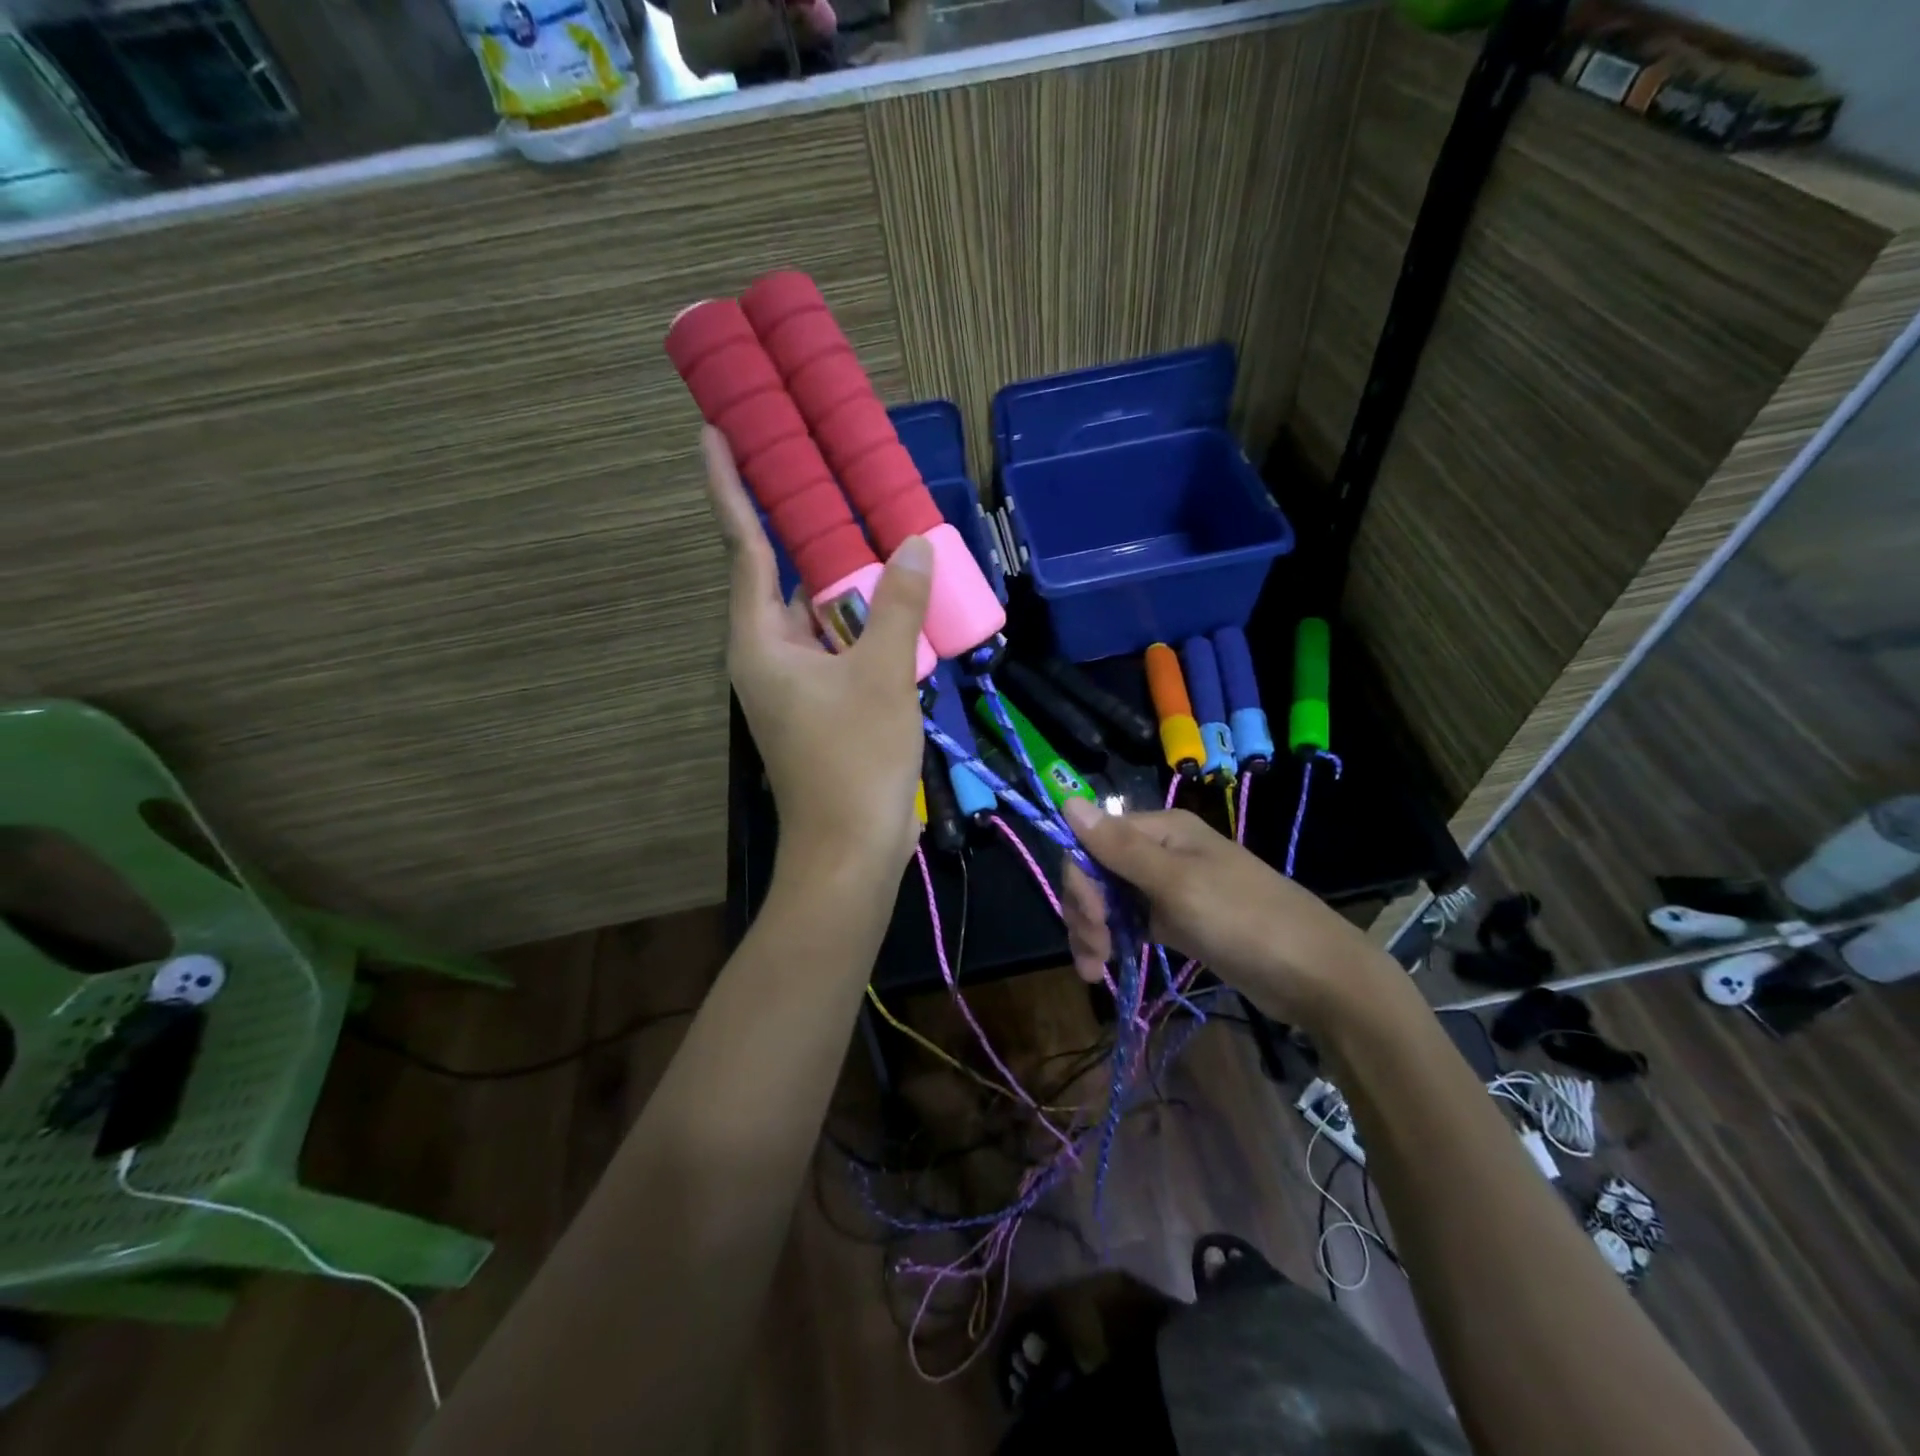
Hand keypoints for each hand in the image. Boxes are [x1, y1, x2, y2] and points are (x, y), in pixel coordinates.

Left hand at [701, 427, 930, 877]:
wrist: (852, 849)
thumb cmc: (855, 760)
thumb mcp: (884, 675)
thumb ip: (899, 606)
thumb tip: (913, 545)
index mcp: (762, 640)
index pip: (744, 547)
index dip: (730, 487)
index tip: (716, 432)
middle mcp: (769, 656)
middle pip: (791, 580)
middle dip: (822, 541)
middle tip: (850, 487)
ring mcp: (796, 684)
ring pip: (824, 618)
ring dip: (857, 591)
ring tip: (895, 546)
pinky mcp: (822, 707)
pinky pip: (843, 649)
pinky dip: (869, 630)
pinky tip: (906, 612)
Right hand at [1057, 799, 1392, 1025]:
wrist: (1315, 975)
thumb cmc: (1244, 920)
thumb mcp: (1176, 883)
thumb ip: (1119, 847)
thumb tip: (1068, 801)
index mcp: (1161, 829)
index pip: (1094, 840)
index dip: (1081, 879)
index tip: (1092, 919)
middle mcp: (1160, 851)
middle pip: (1098, 872)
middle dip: (1086, 911)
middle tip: (1095, 956)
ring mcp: (1169, 887)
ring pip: (1110, 901)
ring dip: (1094, 932)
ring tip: (1095, 971)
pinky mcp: (1178, 921)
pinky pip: (1131, 923)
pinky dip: (1114, 943)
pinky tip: (1107, 969)